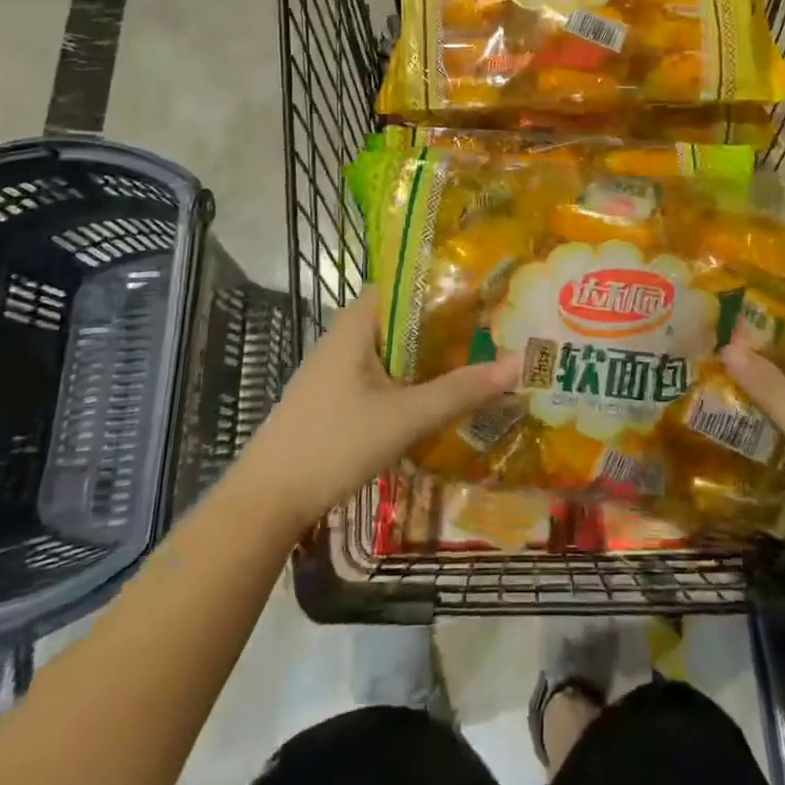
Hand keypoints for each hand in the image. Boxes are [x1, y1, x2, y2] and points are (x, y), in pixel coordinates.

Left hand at [232, 288, 521, 534]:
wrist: (267, 501)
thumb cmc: (335, 443)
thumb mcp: (405, 417)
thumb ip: (460, 390)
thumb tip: (518, 363)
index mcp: (356, 324)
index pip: (404, 284)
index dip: (442, 284)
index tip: (483, 293)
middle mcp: (344, 337)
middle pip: (402, 317)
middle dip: (444, 324)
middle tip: (490, 330)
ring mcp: (336, 369)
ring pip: (392, 349)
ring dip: (428, 354)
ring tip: (474, 360)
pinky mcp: (334, 398)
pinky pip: (381, 374)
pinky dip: (410, 378)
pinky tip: (435, 397)